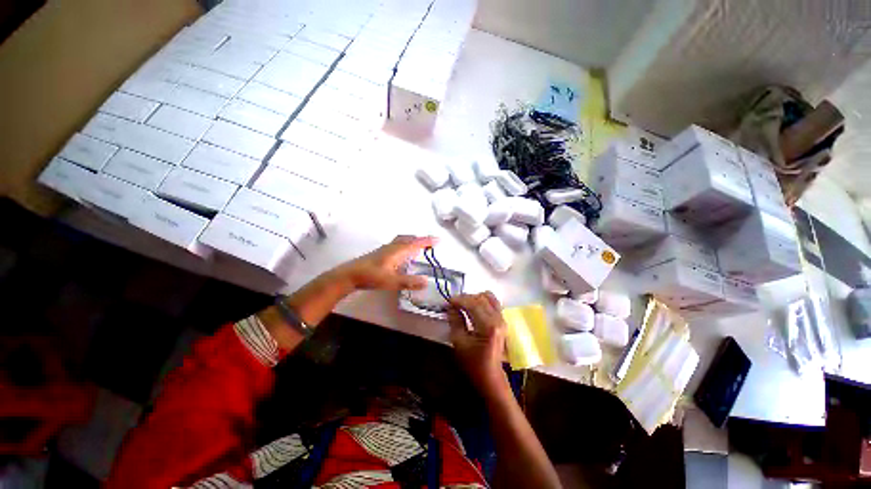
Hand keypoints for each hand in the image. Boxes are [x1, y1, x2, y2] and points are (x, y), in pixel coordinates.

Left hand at [338, 235, 436, 290]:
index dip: (427, 241)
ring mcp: (385, 249)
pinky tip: (403, 254)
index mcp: (397, 251)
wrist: (350, 275)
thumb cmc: (371, 276)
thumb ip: (409, 282)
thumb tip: (426, 282)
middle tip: (430, 243)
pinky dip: (405, 245)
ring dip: (412, 241)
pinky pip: (397, 244)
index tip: (438, 240)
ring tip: (419, 246)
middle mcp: (392, 247)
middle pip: (409, 239)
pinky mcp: (380, 253)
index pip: (416, 244)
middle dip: (420, 239)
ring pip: (402, 240)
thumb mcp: (391, 281)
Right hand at [447, 292, 507, 391]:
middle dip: (465, 298)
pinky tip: (473, 307)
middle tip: (453, 303)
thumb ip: (455, 320)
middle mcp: (498, 319)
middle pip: (481, 298)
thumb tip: (450, 306)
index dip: (459, 300)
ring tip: (463, 305)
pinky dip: (481, 301)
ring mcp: (502, 319)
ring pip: (488, 297)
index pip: (473, 304)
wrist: (490, 375)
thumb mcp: (459, 342)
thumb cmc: (473, 362)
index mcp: (488, 326)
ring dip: (474, 298)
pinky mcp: (502, 320)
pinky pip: (493, 302)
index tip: (448, 301)